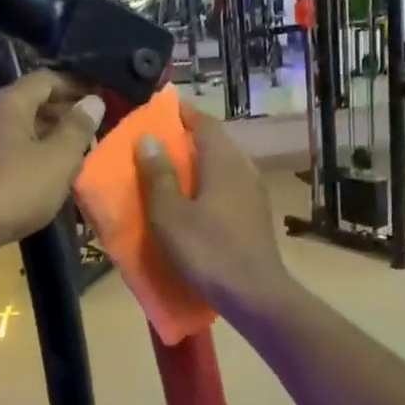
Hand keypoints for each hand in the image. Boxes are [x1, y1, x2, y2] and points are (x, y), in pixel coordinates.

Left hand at [0, 71, 105, 255]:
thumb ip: (78, 129)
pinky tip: (49, 173)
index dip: (76, 86)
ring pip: (22, 127)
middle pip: (33, 101)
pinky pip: (11, 148)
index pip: (47, 79)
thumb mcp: (58, 159)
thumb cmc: (14, 189)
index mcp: (10, 102)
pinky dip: (33, 153)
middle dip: (65, 112)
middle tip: (95, 128)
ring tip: (78, 152)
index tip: (101, 99)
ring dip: (51, 135)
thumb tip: (93, 101)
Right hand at [136, 99, 292, 319]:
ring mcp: (254, 192)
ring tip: (170, 173)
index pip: (203, 122)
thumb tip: (148, 138)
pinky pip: (229, 187)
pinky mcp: (256, 214)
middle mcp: (243, 168)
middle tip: (156, 144)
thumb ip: (158, 175)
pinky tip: (193, 203)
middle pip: (215, 142)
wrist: (254, 294)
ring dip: (198, 164)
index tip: (157, 111)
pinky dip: (208, 185)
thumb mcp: (169, 215)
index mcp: (223, 161)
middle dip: (186, 138)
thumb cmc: (207, 251)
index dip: (181, 113)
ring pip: (223, 165)